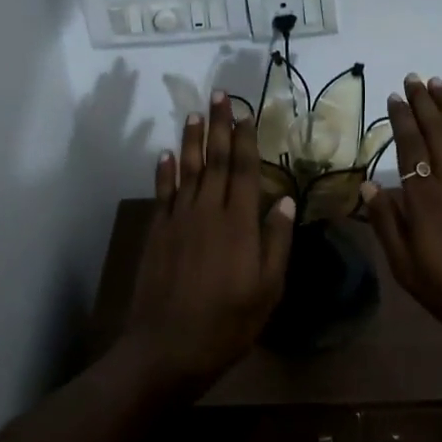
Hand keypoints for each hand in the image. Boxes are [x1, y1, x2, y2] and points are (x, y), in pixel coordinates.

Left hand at [121, 91, 294, 397]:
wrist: (168, 347)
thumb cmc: (228, 322)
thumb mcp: (268, 288)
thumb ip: (276, 240)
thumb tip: (284, 199)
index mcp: (239, 222)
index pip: (243, 169)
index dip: (244, 138)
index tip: (245, 112)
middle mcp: (207, 211)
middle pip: (214, 160)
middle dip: (218, 126)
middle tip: (219, 95)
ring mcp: (178, 219)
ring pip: (187, 169)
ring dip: (191, 140)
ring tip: (195, 114)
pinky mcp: (157, 232)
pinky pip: (162, 193)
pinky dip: (164, 171)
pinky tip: (166, 154)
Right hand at [360, 75, 441, 364]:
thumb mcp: (406, 266)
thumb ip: (387, 224)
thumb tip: (368, 186)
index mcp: (424, 196)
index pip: (410, 145)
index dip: (401, 118)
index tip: (394, 97)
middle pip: (436, 129)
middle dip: (423, 101)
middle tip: (413, 78)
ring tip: (439, 83)